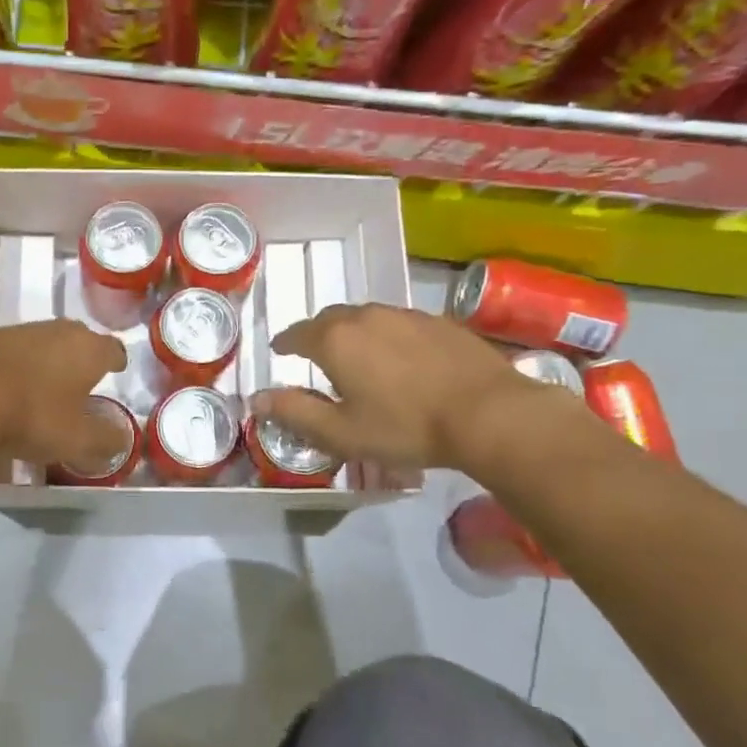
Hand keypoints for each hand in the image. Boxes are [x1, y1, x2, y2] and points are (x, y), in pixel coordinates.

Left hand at [0, 320, 129, 469]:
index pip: (112, 349)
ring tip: (43, 385)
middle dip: (82, 356)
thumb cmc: (33, 416)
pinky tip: (7, 387)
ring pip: (42, 342)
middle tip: (81, 378)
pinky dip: (15, 365)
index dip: (116, 361)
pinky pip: (10, 352)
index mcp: (87, 349)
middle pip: (77, 338)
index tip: (116, 369)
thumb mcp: (78, 440)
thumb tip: (120, 439)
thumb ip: (105, 440)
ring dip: (46, 359)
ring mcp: (17, 332)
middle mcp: (56, 331)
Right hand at [251, 303, 539, 470]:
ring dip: (354, 333)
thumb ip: (295, 412)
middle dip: (317, 334)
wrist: (489, 414)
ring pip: (366, 317)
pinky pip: (398, 323)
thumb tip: (257, 398)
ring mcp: (405, 314)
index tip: (280, 351)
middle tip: (315, 355)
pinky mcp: (438, 321)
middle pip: (331, 319)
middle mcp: (366, 316)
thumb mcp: (341, 432)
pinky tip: (400, 359)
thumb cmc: (405, 427)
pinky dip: (387, 336)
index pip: (297, 333)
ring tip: (358, 357)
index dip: (285, 343)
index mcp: (335, 340)